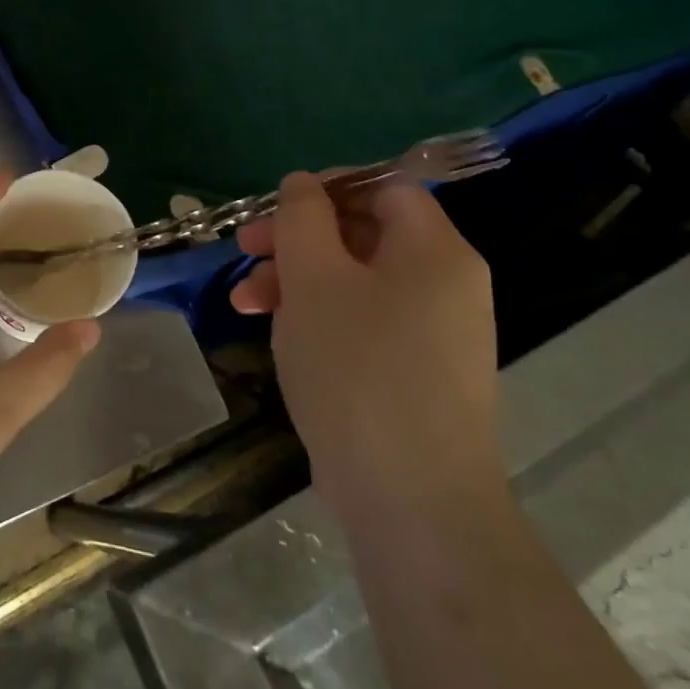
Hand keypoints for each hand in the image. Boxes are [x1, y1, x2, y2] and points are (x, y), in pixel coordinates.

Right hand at [230, 173, 500, 517]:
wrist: (411, 503)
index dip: (329, 187)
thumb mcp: (315, 277)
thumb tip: (303, 185)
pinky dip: (318, 319)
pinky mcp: (414, 376)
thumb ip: (303, 217)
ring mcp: (432, 335)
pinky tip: (277, 335)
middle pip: (362, 234)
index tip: (278, 206)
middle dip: (296, 239)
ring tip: (244, 303)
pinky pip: (362, 323)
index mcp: (435, 251)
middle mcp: (444, 285)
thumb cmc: (358, 368)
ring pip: (354, 281)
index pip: (385, 188)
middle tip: (245, 250)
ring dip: (295, 281)